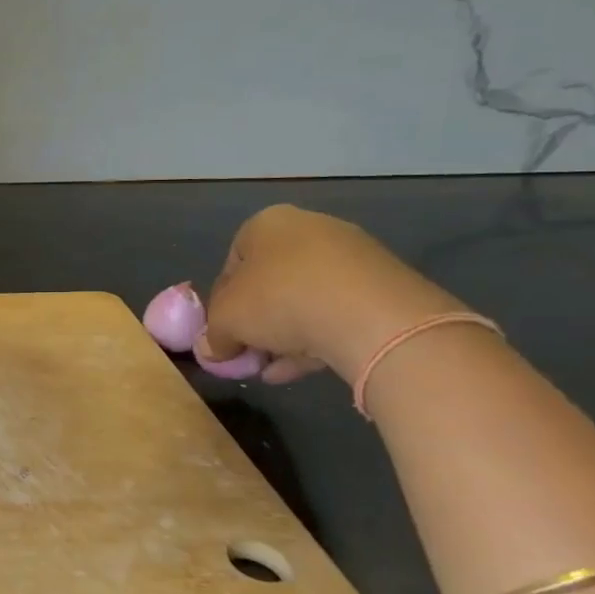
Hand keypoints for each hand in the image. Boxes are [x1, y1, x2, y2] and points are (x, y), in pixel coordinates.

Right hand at [197, 205, 462, 384]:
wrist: (371, 316)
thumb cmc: (280, 300)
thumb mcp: (226, 321)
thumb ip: (213, 335)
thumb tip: (211, 350)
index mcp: (267, 224)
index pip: (232, 263)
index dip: (222, 302)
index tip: (223, 331)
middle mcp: (310, 228)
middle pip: (270, 281)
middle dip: (257, 320)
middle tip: (249, 351)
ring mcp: (352, 255)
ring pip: (305, 299)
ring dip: (286, 334)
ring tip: (274, 368)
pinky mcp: (383, 285)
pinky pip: (338, 311)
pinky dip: (317, 337)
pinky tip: (302, 369)